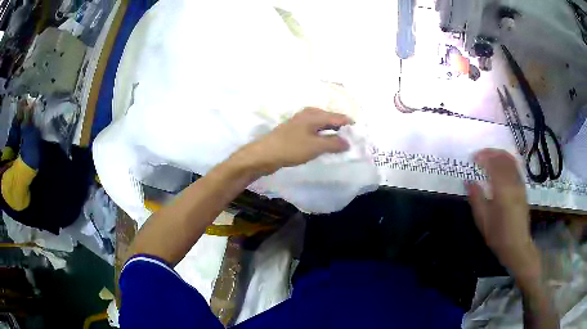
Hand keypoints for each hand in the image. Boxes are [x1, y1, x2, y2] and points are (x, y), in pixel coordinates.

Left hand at [232, 107, 352, 175]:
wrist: (264, 154)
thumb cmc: (291, 148)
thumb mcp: (315, 146)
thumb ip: (334, 143)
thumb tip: (348, 143)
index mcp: (314, 114)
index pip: (338, 117)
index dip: (350, 125)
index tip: (361, 135)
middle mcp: (308, 115)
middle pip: (330, 120)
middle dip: (342, 129)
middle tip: (354, 140)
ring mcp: (300, 123)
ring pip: (322, 126)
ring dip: (332, 134)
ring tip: (342, 144)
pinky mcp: (295, 132)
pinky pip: (314, 133)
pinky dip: (322, 138)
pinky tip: (325, 146)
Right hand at [466, 148, 540, 278]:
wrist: (517, 246)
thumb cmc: (498, 235)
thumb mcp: (483, 220)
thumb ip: (476, 198)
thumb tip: (469, 181)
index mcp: (502, 190)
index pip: (493, 164)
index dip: (483, 157)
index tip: (473, 157)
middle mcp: (513, 183)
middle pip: (503, 158)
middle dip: (491, 153)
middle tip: (480, 154)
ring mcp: (520, 184)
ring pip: (511, 161)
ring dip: (499, 154)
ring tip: (490, 156)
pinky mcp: (523, 188)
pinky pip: (516, 167)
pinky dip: (507, 161)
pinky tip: (502, 165)